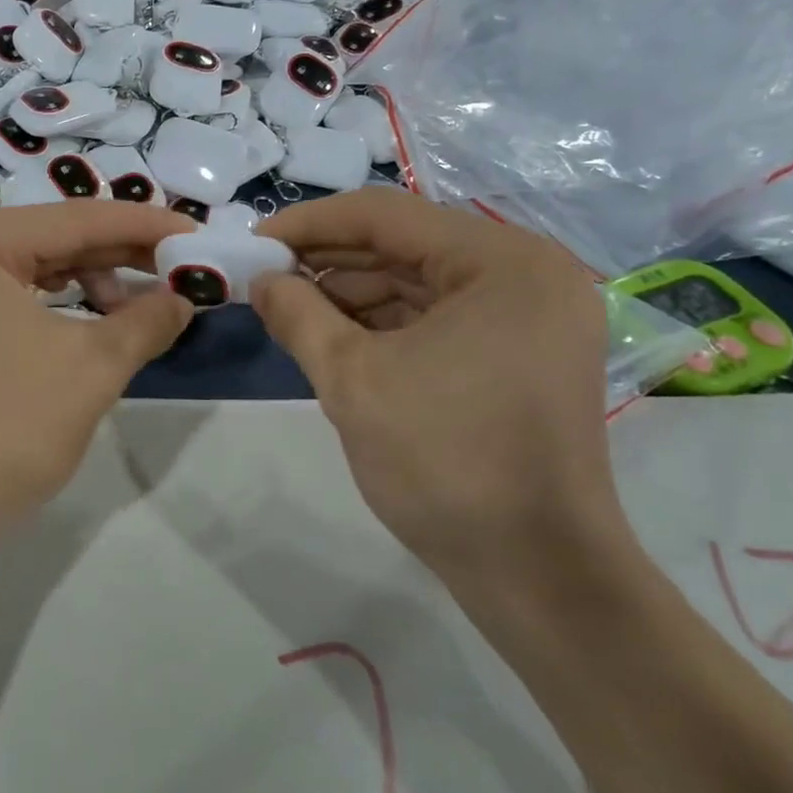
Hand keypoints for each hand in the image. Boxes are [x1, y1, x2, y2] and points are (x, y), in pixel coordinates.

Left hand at [0, 204, 192, 558]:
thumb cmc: (7, 432)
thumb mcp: (94, 367)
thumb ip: (148, 320)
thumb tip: (185, 298)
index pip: (75, 219)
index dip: (144, 226)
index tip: (195, 235)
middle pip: (48, 239)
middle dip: (117, 255)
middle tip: (177, 269)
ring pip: (26, 267)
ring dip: (86, 280)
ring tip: (135, 308)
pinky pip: (0, 294)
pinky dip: (49, 303)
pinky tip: (88, 320)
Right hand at [253, 189, 622, 591]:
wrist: (538, 577)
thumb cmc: (446, 465)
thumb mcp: (352, 381)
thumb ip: (298, 316)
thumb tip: (261, 281)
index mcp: (502, 262)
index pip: (385, 215)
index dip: (310, 223)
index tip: (255, 243)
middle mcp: (526, 273)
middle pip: (406, 245)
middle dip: (330, 261)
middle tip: (266, 277)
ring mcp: (530, 314)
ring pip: (420, 281)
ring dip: (353, 293)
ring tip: (291, 309)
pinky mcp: (522, 351)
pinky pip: (441, 315)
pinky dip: (386, 322)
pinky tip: (335, 335)